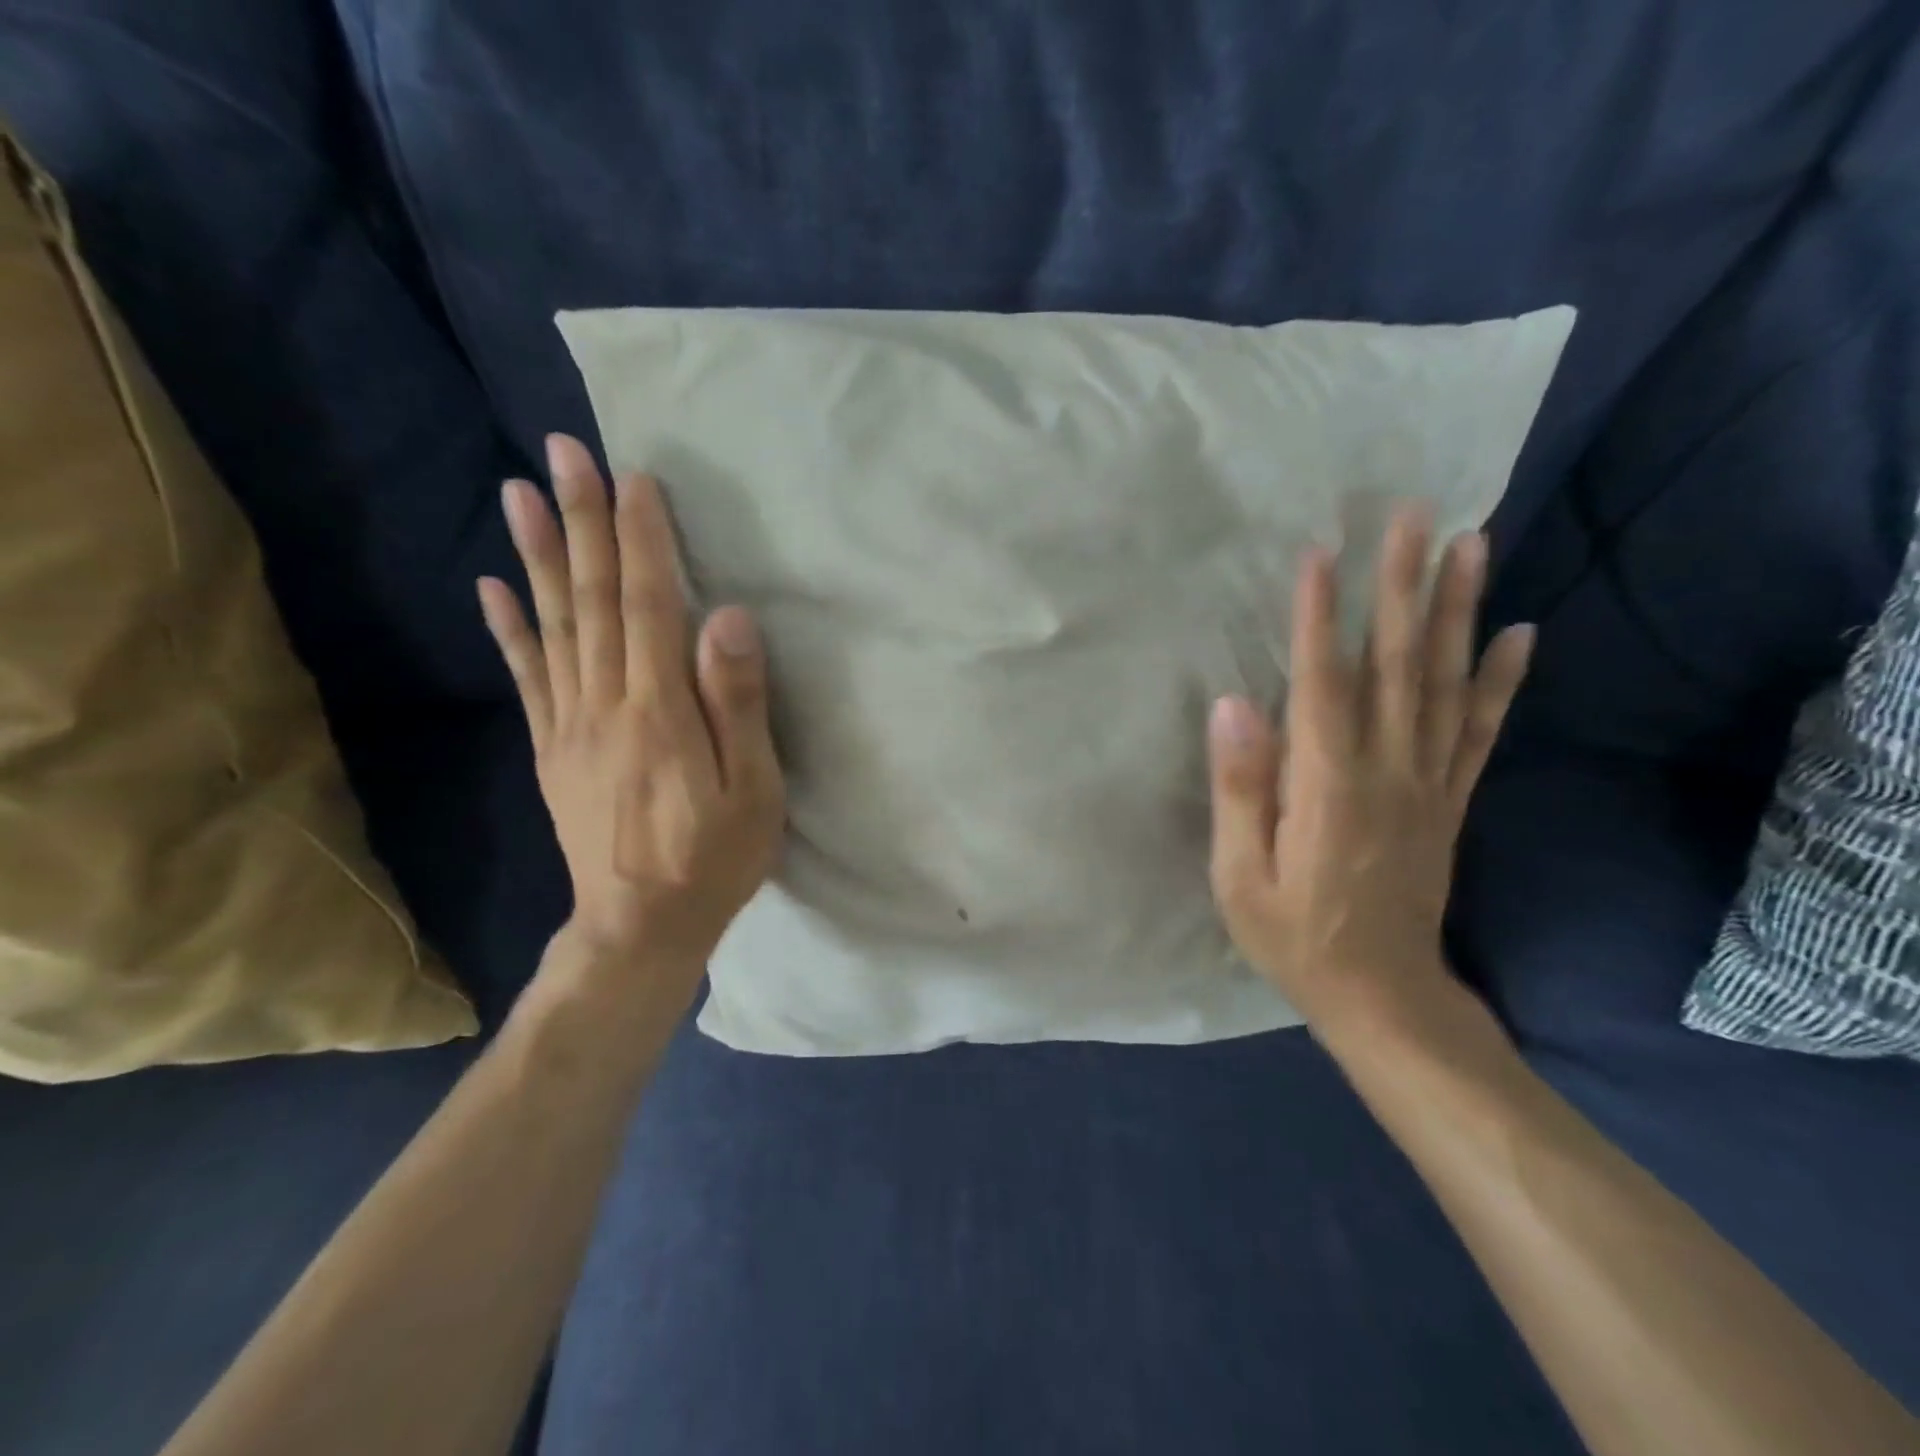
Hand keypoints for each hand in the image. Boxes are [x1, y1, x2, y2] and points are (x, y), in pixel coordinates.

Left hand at [478, 435, 784, 1000]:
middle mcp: (605, 703)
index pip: (649, 603)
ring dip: (540, 556)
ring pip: (553, 625)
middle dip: (583, 521)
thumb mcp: (754, 790)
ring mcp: (570, 725)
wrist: (640, 927)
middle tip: (564, 452)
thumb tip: (729, 618)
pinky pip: (528, 677)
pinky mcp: (553, 750)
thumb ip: (738, 703)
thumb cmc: (715, 858)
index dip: (642, 539)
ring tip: (520, 494)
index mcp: (660, 710)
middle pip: (593, 598)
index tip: (635, 478)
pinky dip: (510, 628)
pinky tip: (495, 587)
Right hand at [1206, 505, 1533, 1037]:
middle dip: (1403, 586)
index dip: (1319, 618)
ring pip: (1447, 684)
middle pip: (1399, 666)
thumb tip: (1232, 707)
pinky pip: (1481, 731)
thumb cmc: (1294, 938)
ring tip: (1471, 544)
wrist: (1383, 998)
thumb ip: (1241, 791)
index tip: (1321, 553)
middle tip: (1415, 516)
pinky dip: (1503, 680)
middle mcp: (1389, 771)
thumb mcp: (1240, 877)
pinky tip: (1520, 633)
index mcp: (1328, 787)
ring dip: (1458, 611)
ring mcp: (1429, 783)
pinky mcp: (1449, 800)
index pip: (1323, 684)